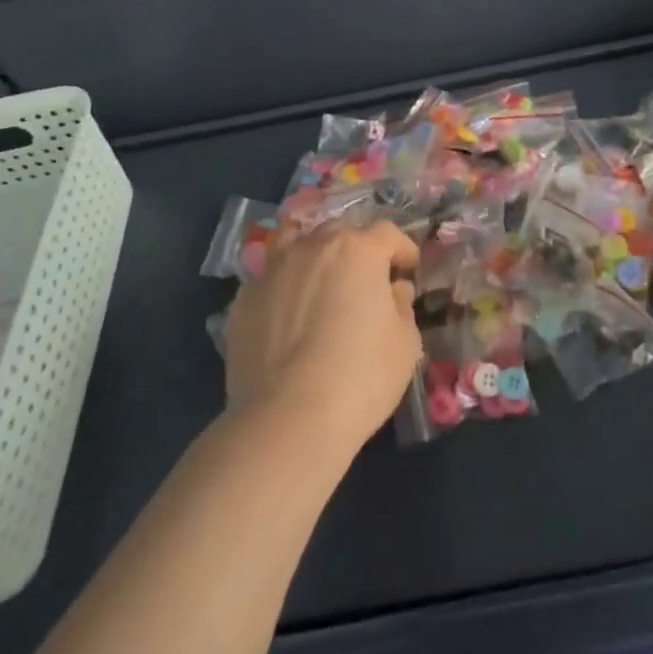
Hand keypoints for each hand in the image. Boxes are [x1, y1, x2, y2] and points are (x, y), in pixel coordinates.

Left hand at [223, 221, 420, 452]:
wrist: (286, 420)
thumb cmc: (360, 377)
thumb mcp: (406, 343)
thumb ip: (402, 306)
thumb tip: (393, 291)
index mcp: (358, 250)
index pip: (387, 233)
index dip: (402, 250)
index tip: (408, 271)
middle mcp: (313, 247)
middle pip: (341, 233)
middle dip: (360, 250)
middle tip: (368, 281)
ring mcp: (273, 270)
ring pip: (299, 246)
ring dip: (317, 259)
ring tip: (324, 286)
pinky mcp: (244, 299)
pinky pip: (272, 280)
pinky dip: (287, 288)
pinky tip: (290, 317)